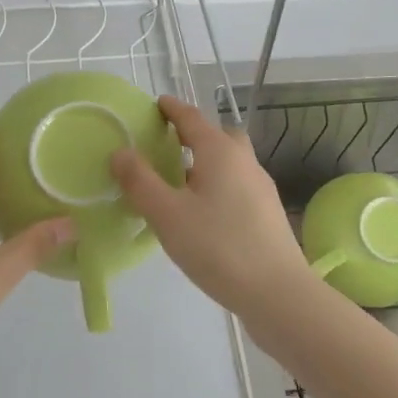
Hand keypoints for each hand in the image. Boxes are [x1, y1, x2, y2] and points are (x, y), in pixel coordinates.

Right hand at [110, 95, 315, 321]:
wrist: (277, 293)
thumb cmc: (218, 247)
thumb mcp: (168, 214)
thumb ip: (140, 181)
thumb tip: (120, 151)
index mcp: (220, 152)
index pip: (192, 118)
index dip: (172, 109)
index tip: (156, 104)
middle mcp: (244, 161)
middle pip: (218, 136)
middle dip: (193, 134)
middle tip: (167, 144)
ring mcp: (260, 187)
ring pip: (229, 162)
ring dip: (205, 162)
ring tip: (178, 181)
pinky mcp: (266, 213)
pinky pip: (236, 185)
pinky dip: (216, 184)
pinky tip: (201, 212)